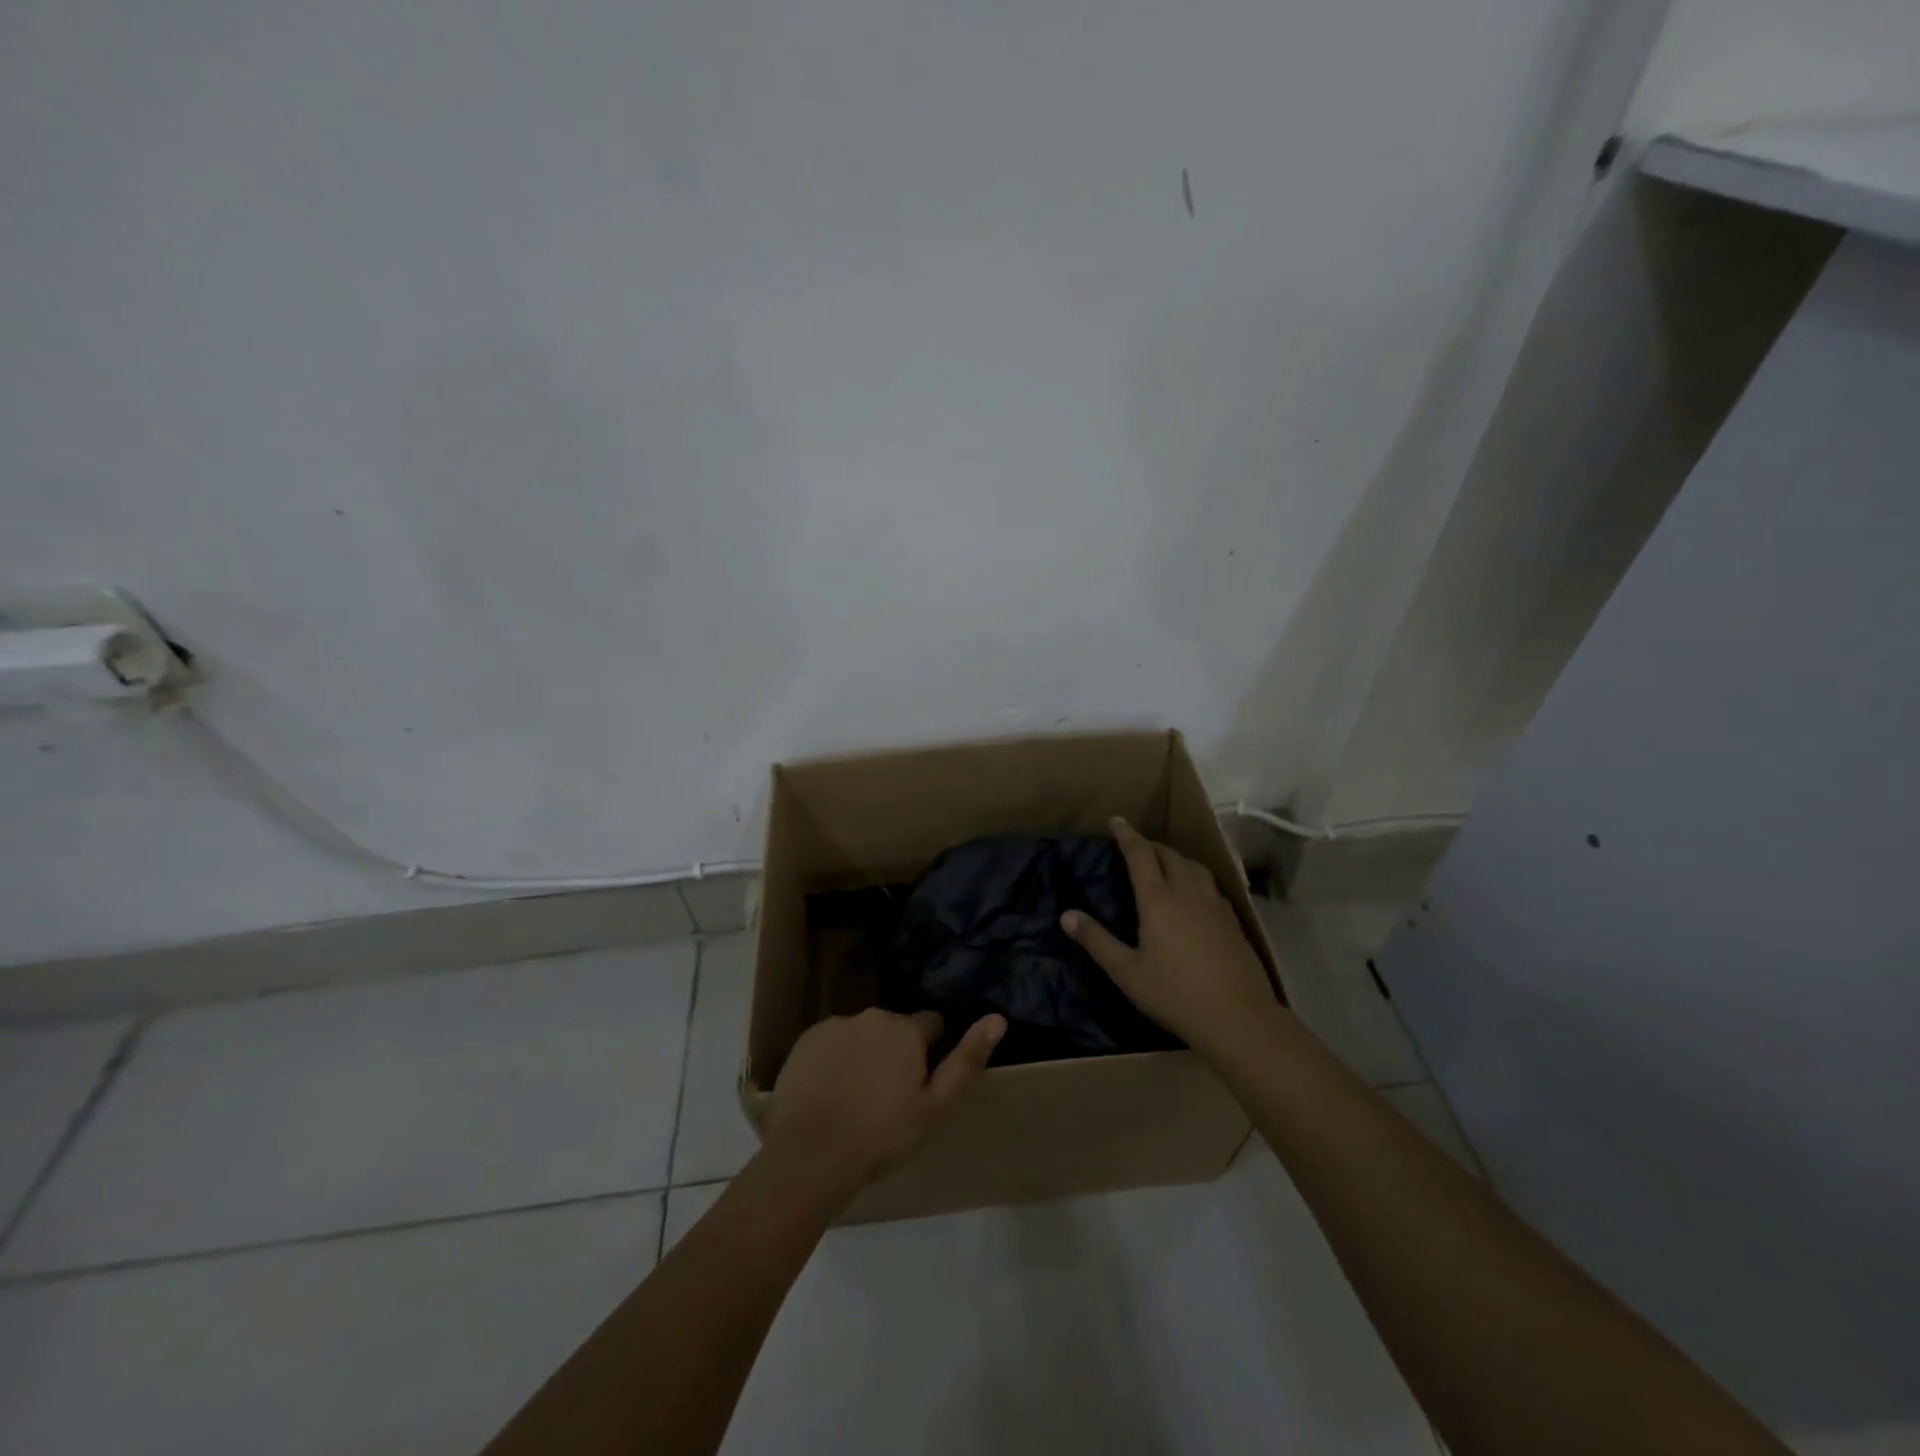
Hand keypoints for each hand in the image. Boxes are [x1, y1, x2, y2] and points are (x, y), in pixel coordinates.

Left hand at [765, 1007, 1004, 1198]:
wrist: (810, 1154)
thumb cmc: (881, 1136)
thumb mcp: (935, 1108)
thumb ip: (966, 1060)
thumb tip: (998, 1018)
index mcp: (906, 1030)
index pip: (931, 1024)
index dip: (931, 1051)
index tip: (922, 1083)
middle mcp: (873, 1016)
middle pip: (894, 1028)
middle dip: (896, 1051)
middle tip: (888, 1096)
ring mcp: (836, 1025)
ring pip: (861, 1035)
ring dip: (865, 1054)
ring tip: (856, 1099)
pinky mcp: (806, 1040)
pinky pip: (831, 1043)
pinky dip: (834, 1060)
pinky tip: (829, 1094)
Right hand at [1063, 817, 1277, 1059]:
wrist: (1238, 1017)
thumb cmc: (1175, 995)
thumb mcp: (1127, 973)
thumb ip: (1097, 941)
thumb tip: (1066, 915)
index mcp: (1158, 900)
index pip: (1140, 854)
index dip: (1127, 835)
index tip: (1115, 820)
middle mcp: (1187, 893)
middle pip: (1168, 854)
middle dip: (1149, 844)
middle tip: (1134, 845)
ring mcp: (1214, 904)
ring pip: (1193, 865)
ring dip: (1174, 856)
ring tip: (1163, 861)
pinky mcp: (1232, 919)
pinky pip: (1209, 883)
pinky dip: (1193, 874)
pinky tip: (1193, 892)